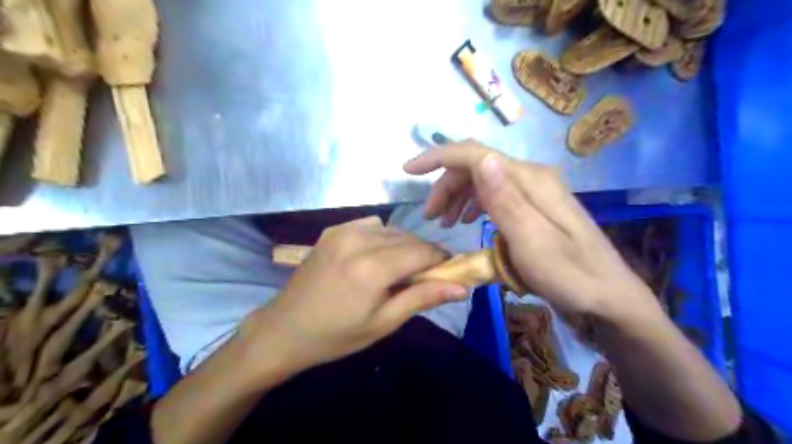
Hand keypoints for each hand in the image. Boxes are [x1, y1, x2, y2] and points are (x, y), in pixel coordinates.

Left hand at [237, 216, 465, 370]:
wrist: (285, 329)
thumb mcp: (383, 323)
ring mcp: (343, 232)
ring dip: (403, 245)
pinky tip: (374, 256)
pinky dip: (382, 237)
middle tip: (423, 277)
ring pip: (392, 229)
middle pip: (409, 238)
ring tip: (398, 269)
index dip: (441, 259)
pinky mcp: (332, 230)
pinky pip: (370, 225)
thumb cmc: (337, 335)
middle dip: (423, 254)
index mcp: (373, 267)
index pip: (422, 251)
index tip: (448, 272)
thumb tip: (462, 287)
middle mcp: (359, 241)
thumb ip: (423, 298)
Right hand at [404, 140, 659, 320]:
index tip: (408, 170)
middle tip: (430, 216)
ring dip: (458, 194)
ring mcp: (535, 189)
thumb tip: (483, 159)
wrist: (608, 294)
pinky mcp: (535, 203)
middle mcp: (531, 176)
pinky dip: (474, 202)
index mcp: (529, 180)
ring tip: (443, 221)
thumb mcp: (531, 242)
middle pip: (476, 165)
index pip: (474, 154)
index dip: (438, 157)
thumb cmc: (568, 275)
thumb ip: (506, 200)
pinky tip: (468, 219)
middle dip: (445, 184)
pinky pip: (495, 193)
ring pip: (484, 178)